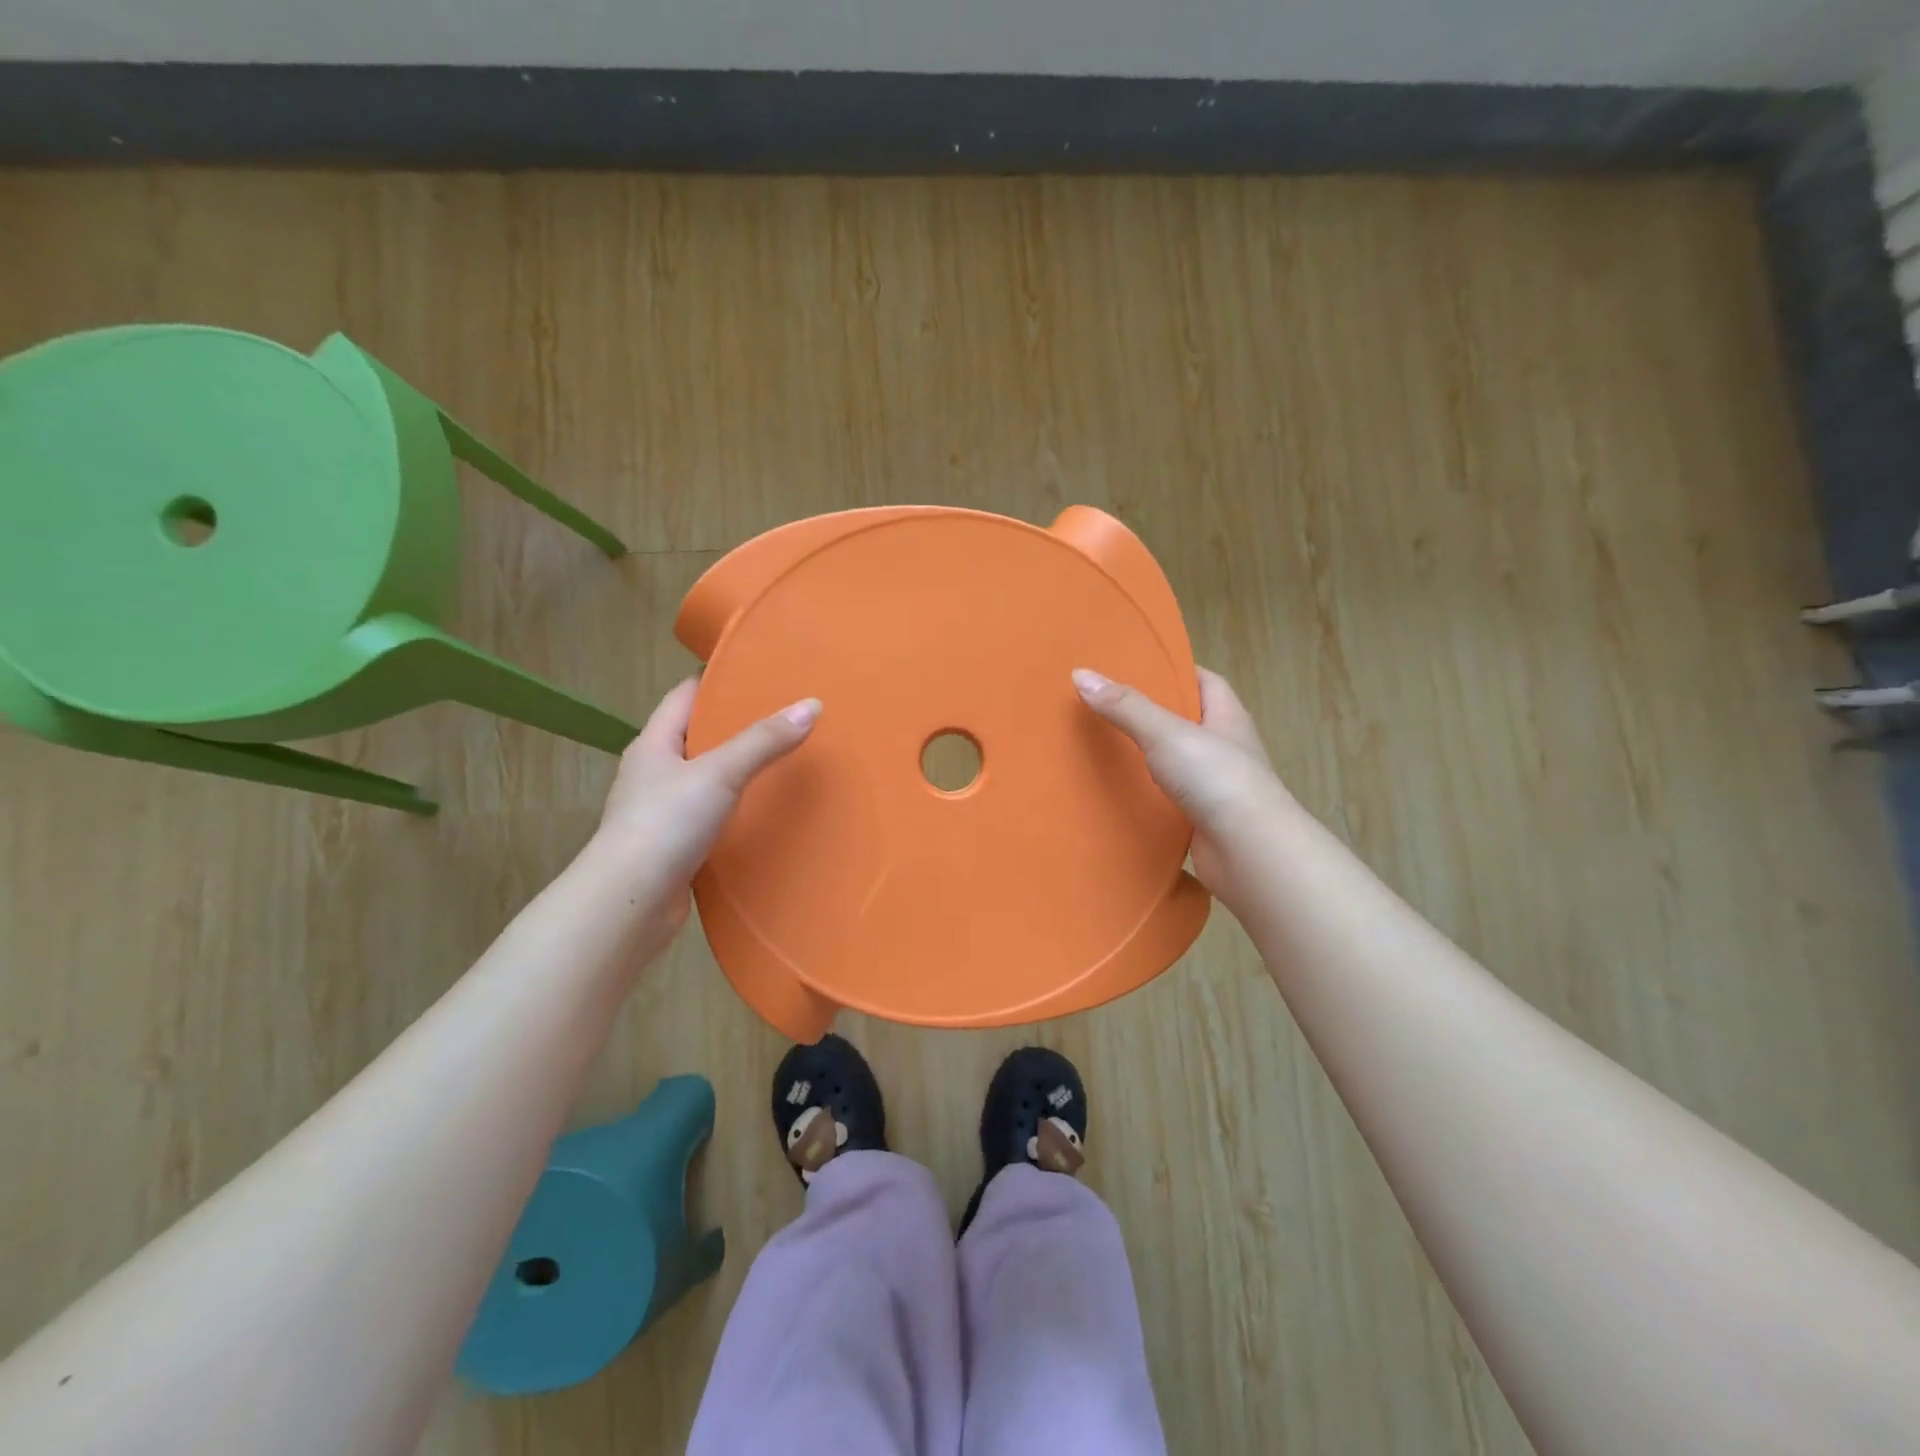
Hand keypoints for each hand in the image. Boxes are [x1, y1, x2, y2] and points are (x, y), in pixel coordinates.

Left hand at [592, 677, 820, 943]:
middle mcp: (654, 773)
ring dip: (738, 769)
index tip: (758, 670)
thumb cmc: (666, 823)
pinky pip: (711, 815)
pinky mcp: (675, 846)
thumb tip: (812, 704)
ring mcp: (662, 811)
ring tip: (784, 758)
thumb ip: (764, 740)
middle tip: (785, 713)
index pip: (685, 696)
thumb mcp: (719, 772)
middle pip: (698, 736)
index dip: (717, 679)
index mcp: (653, 744)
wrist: (630, 903)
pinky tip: (765, 810)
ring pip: (706, 778)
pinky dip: (736, 808)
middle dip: (736, 724)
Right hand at [1073, 666, 1286, 904]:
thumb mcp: (1167, 733)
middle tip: (1105, 705)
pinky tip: (1116, 793)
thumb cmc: (1217, 780)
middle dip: (1150, 713)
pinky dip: (1146, 795)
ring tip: (1100, 746)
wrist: (1250, 854)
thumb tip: (1080, 674)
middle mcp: (1225, 748)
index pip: (1204, 681)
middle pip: (1185, 721)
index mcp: (1227, 717)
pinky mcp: (1202, 820)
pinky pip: (1168, 798)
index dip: (1173, 671)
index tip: (1134, 667)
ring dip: (1145, 757)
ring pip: (1174, 762)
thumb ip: (1125, 706)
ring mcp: (1215, 786)